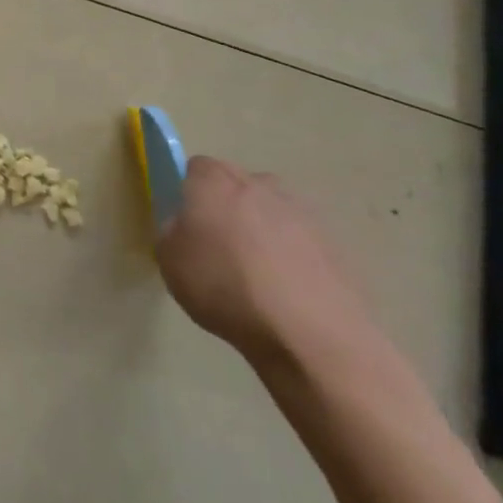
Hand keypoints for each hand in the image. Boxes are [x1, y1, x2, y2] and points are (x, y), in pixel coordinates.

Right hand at [155, 157, 373, 368]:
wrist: (310, 333)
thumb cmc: (226, 289)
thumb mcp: (170, 263)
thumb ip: (171, 232)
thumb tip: (184, 225)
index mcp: (215, 182)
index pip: (196, 168)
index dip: (189, 192)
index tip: (188, 224)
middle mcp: (259, 184)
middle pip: (236, 184)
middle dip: (226, 206)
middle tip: (219, 247)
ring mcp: (301, 211)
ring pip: (270, 210)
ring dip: (261, 229)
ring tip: (257, 275)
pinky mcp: (332, 241)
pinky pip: (299, 239)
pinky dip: (291, 255)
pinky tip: (287, 292)